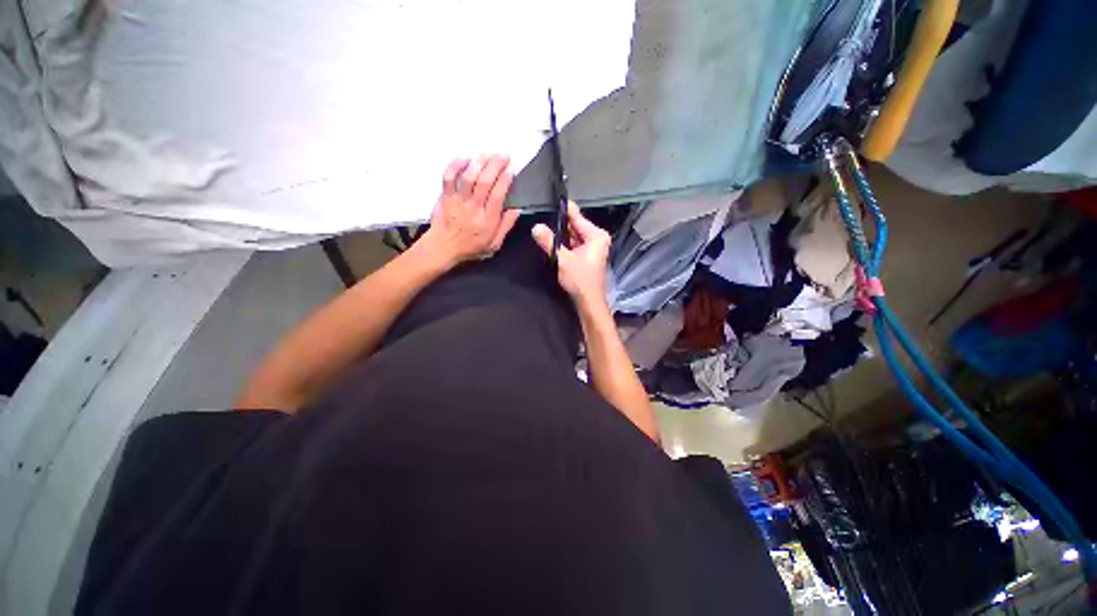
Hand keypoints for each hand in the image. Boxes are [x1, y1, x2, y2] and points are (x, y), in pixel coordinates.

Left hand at [423, 154, 519, 265]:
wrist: (444, 248)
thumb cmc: (471, 247)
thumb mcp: (494, 244)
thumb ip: (506, 226)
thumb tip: (516, 210)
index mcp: (487, 220)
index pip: (498, 195)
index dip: (505, 179)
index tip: (511, 168)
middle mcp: (473, 208)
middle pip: (485, 182)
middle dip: (495, 165)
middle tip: (503, 155)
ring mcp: (458, 201)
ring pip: (469, 177)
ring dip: (479, 162)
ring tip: (489, 154)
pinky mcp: (446, 196)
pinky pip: (448, 177)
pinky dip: (455, 165)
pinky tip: (464, 158)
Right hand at [532, 202, 611, 311]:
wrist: (588, 301)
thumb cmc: (580, 280)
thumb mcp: (562, 259)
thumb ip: (548, 242)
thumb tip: (535, 227)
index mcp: (596, 236)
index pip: (577, 217)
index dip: (564, 209)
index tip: (552, 198)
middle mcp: (597, 239)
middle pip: (575, 226)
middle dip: (560, 224)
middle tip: (542, 215)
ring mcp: (593, 248)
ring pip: (573, 236)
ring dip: (561, 236)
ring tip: (544, 228)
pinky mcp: (587, 256)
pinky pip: (574, 244)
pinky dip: (564, 244)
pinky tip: (553, 242)